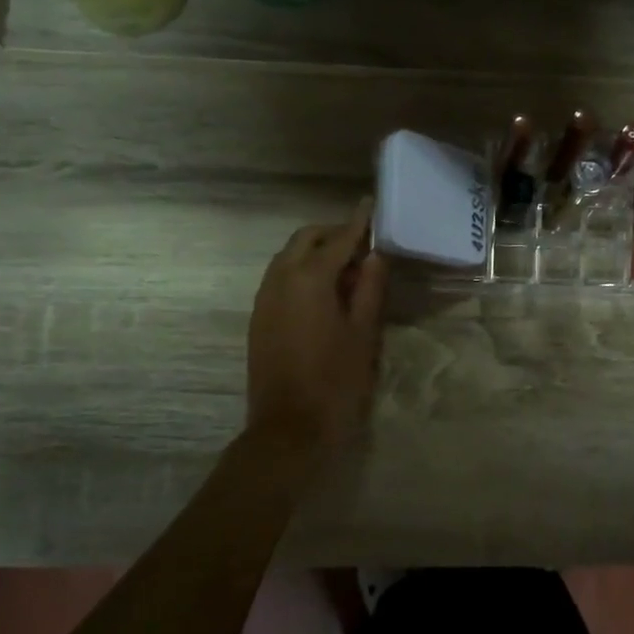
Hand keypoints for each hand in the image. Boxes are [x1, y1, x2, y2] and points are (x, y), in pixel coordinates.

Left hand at [246, 201, 388, 449]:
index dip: (357, 223)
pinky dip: (301, 273)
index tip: (370, 204)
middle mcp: (280, 280)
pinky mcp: (258, 318)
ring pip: (287, 258)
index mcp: (309, 279)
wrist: (289, 429)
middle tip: (362, 245)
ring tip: (347, 271)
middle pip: (305, 240)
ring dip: (315, 253)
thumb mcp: (363, 334)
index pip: (338, 239)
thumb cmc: (335, 382)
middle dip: (332, 235)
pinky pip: (279, 279)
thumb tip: (375, 256)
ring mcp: (264, 299)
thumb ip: (370, 290)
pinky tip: (324, 294)